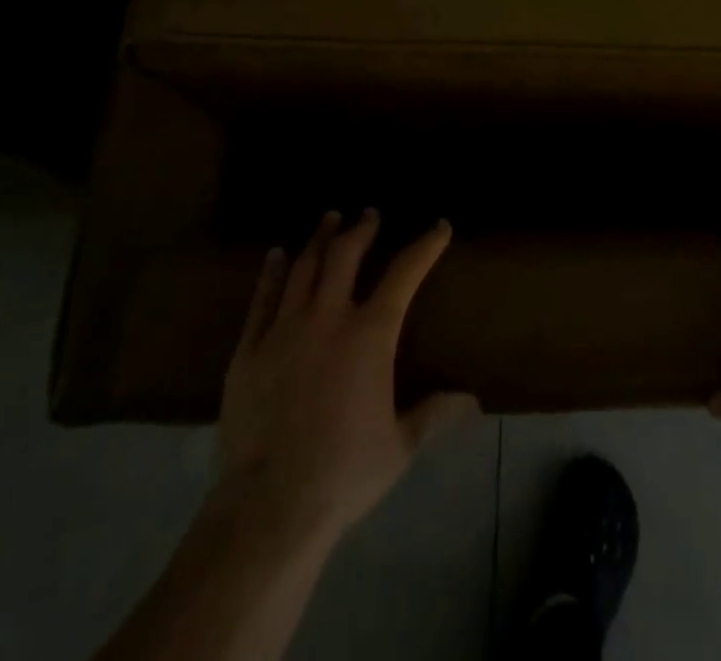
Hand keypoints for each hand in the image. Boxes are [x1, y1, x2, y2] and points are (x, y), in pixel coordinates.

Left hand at [213, 211, 479, 552]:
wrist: (269, 506)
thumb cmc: (344, 473)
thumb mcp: (400, 445)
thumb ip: (434, 414)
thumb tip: (472, 401)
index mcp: (370, 335)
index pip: (404, 273)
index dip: (425, 245)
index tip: (439, 226)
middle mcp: (327, 318)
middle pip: (345, 256)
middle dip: (361, 229)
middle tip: (369, 213)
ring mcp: (283, 330)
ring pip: (303, 267)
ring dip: (320, 239)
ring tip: (329, 218)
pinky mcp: (248, 350)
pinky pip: (261, 299)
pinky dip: (271, 273)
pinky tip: (277, 255)